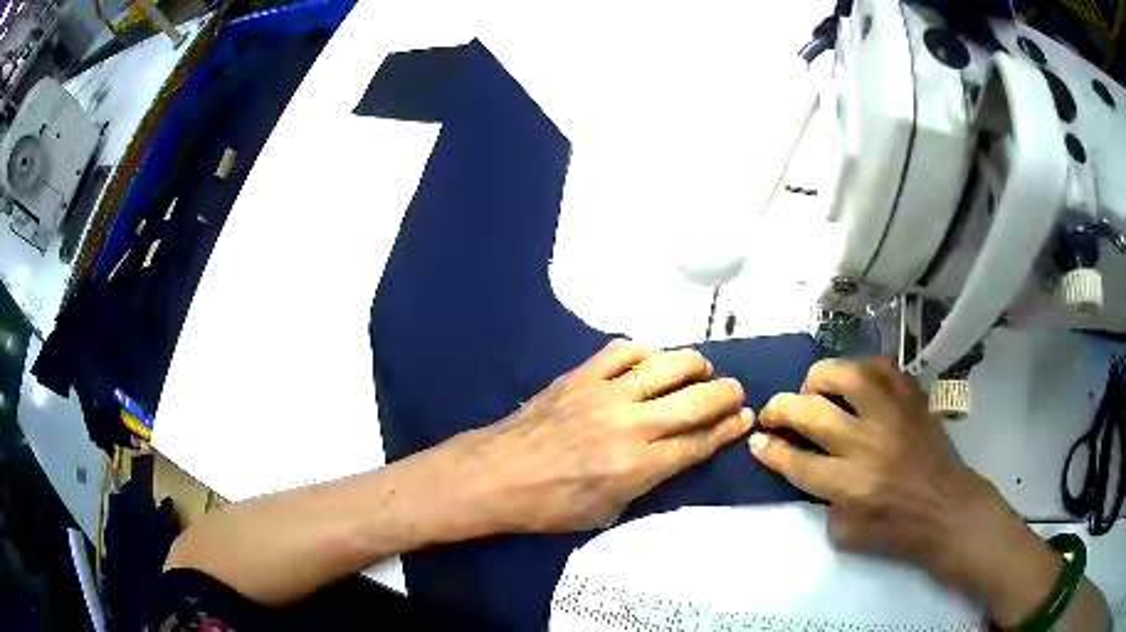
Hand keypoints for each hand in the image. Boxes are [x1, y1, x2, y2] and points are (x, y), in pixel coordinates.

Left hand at [446, 339, 752, 532]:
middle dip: (727, 394)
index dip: (729, 428)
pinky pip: (624, 351)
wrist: (495, 475)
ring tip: (702, 371)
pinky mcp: (581, 375)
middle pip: (696, 399)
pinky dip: (647, 352)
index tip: (746, 417)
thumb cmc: (550, 506)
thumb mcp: (608, 512)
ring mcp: (604, 393)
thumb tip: (675, 455)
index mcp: (637, 467)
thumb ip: (648, 483)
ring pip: (666, 365)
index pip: (699, 441)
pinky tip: (653, 360)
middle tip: (735, 393)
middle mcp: (629, 425)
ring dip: (695, 365)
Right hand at [748, 357, 1071, 626]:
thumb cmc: (897, 528)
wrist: (946, 508)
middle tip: (773, 413)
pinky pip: (880, 365)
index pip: (795, 459)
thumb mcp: (845, 532)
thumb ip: (822, 500)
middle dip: (779, 408)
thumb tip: (807, 468)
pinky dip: (860, 369)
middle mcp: (866, 443)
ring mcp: (891, 413)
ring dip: (818, 379)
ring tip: (815, 390)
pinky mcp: (911, 397)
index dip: (769, 448)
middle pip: (809, 411)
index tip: (756, 439)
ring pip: (843, 374)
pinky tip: (855, 383)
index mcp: (848, 484)